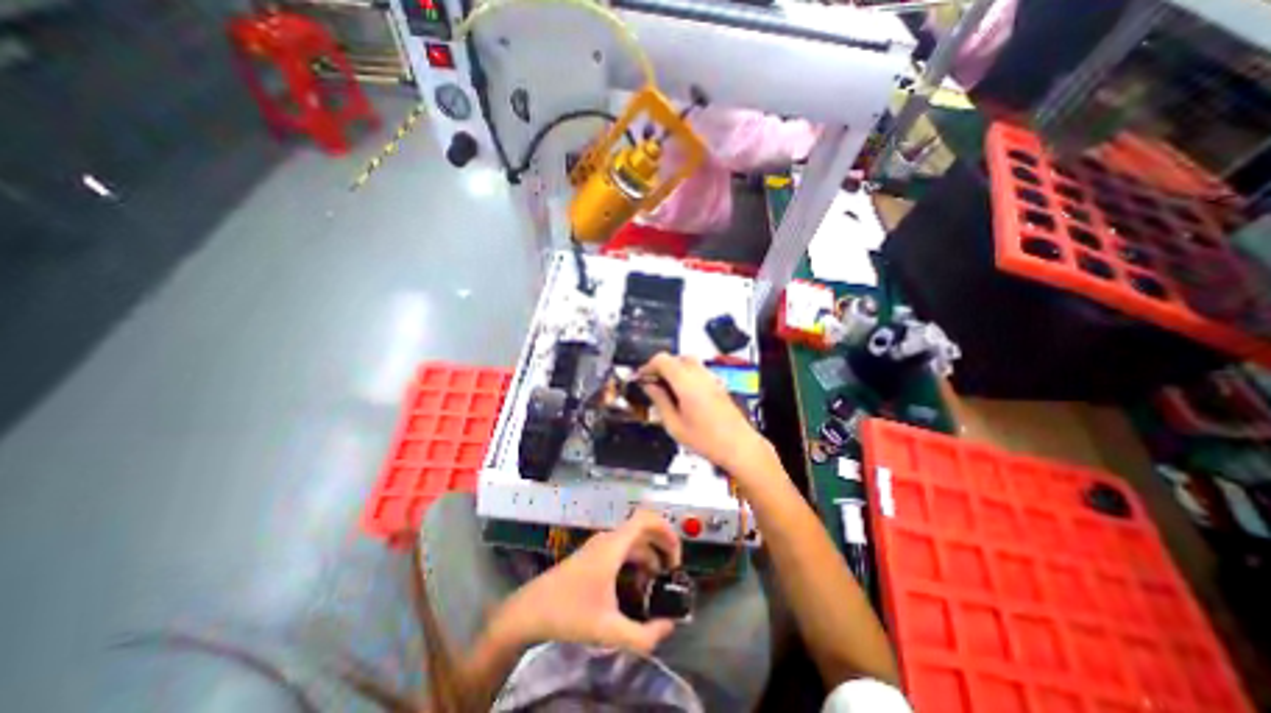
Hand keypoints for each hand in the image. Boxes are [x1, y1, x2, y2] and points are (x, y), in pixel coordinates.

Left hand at [488, 510, 685, 655]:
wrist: (529, 611)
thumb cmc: (568, 614)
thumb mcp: (608, 630)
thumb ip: (644, 636)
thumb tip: (668, 627)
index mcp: (613, 546)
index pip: (646, 518)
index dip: (667, 531)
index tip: (676, 558)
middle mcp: (608, 539)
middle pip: (643, 529)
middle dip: (662, 547)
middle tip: (672, 573)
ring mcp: (600, 545)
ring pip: (633, 541)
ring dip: (649, 557)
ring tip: (656, 585)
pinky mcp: (594, 554)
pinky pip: (623, 549)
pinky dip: (636, 562)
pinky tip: (636, 586)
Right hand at [637, 352, 775, 480]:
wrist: (739, 446)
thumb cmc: (705, 440)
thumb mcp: (674, 425)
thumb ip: (660, 402)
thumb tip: (649, 386)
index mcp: (686, 382)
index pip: (663, 360)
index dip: (648, 366)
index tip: (641, 377)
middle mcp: (699, 374)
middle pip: (675, 357)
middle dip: (661, 367)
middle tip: (652, 383)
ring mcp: (710, 377)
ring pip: (688, 361)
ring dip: (673, 369)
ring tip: (665, 388)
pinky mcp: (717, 383)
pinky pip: (697, 370)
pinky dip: (685, 374)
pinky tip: (682, 393)